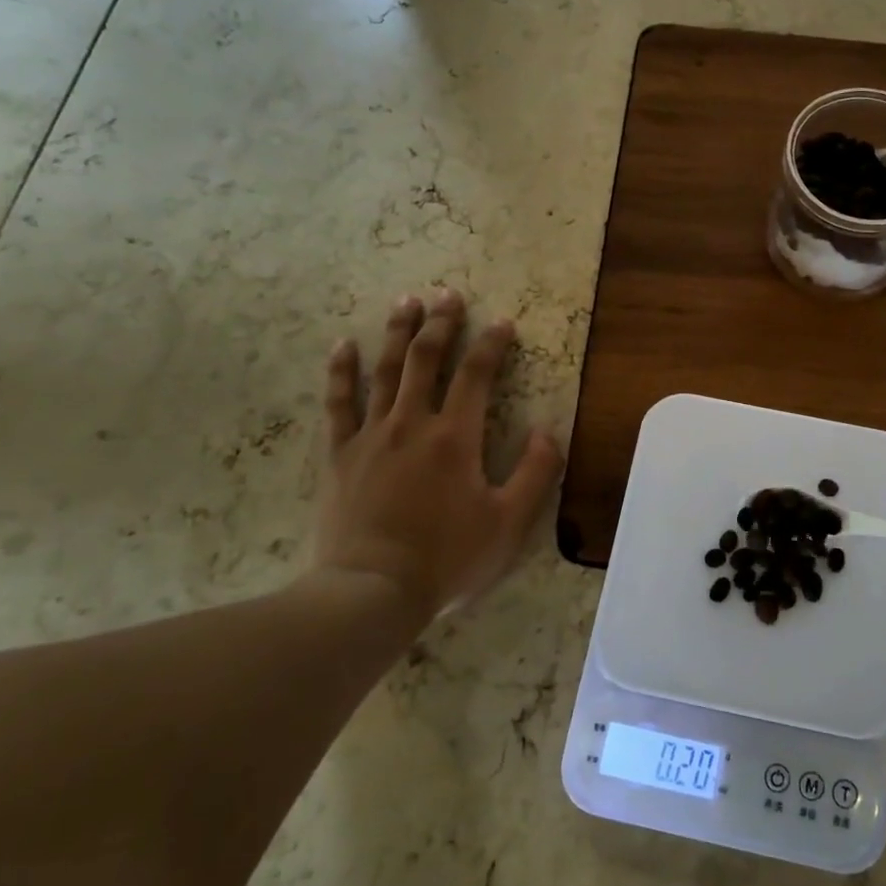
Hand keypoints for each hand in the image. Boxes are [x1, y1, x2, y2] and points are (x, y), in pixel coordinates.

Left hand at [312, 290, 564, 617]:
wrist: (372, 591)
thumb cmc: (447, 558)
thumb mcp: (509, 523)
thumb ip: (537, 473)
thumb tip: (547, 432)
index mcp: (456, 437)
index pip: (477, 375)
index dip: (492, 344)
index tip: (503, 322)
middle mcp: (412, 424)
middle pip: (426, 360)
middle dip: (441, 324)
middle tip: (448, 294)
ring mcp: (371, 436)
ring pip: (384, 371)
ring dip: (397, 334)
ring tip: (406, 302)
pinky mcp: (340, 455)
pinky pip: (338, 404)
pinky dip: (340, 372)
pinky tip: (342, 346)